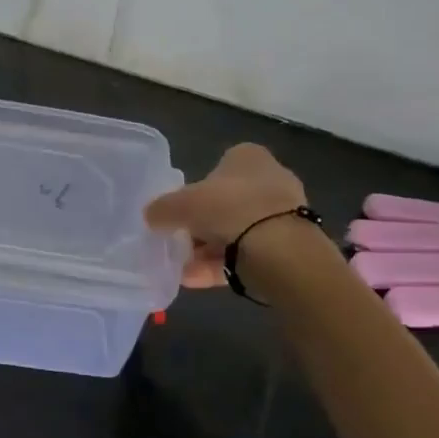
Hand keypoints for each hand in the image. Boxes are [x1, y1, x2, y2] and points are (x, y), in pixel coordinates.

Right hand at [144, 143, 309, 288]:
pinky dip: (221, 265)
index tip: (179, 210)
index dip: (194, 189)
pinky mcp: (288, 247)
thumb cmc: (228, 208)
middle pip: (225, 202)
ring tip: (182, 268)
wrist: (280, 250)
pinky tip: (195, 280)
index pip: (216, 167)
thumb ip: (162, 208)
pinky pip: (247, 254)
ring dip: (208, 249)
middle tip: (179, 240)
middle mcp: (270, 180)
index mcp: (248, 157)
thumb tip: (151, 216)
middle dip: (202, 224)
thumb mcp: (181, 204)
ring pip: (236, 231)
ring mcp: (282, 215)